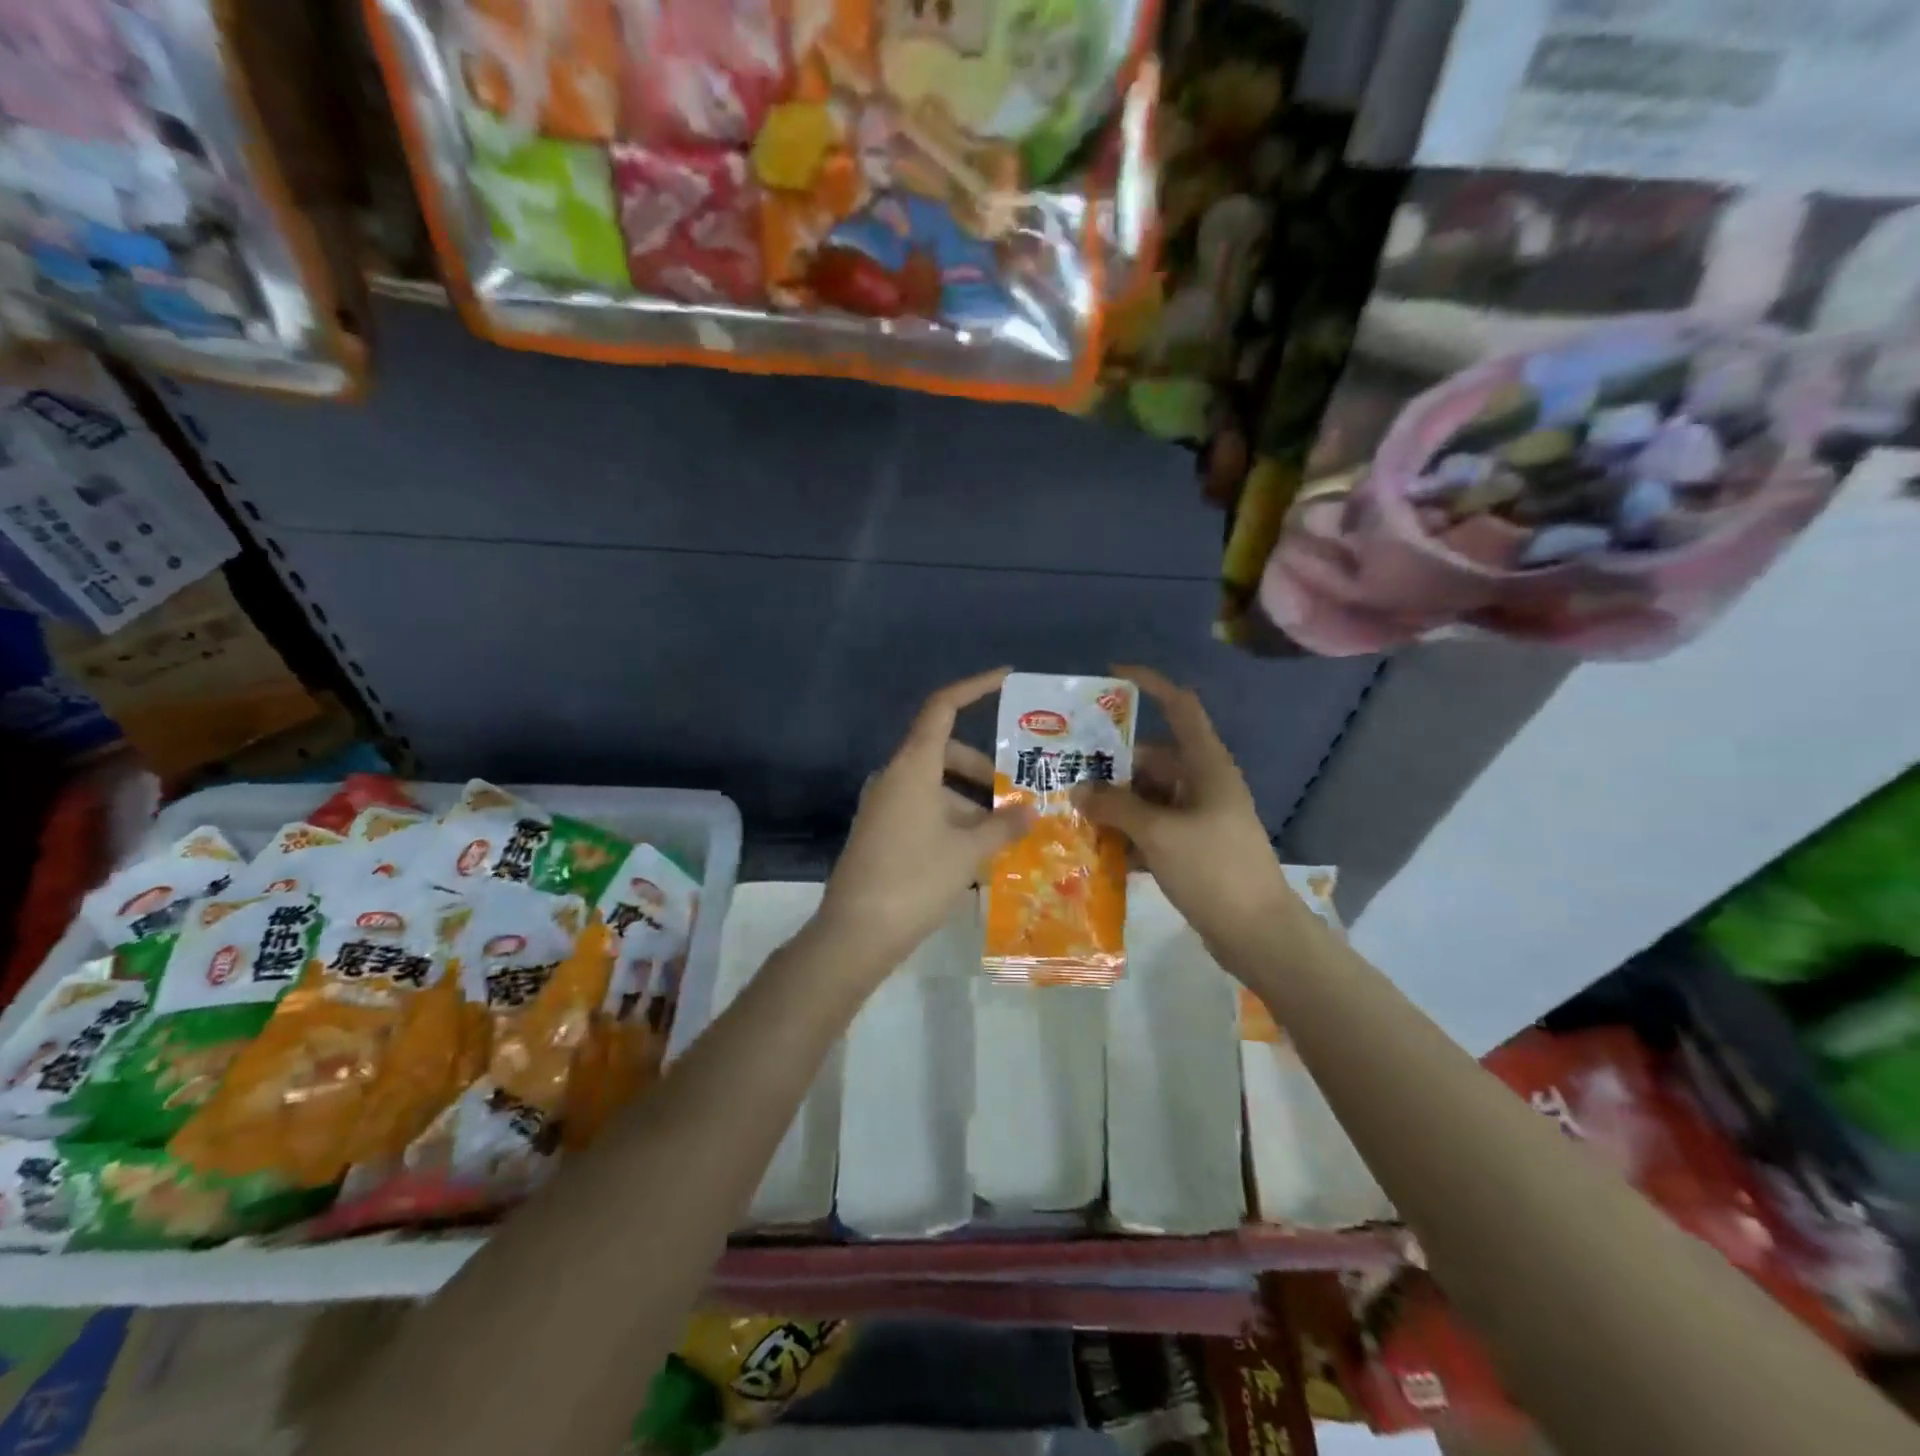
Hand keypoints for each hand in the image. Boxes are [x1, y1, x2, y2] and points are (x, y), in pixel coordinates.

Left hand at [816, 669, 1033, 979]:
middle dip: (983, 769)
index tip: (1006, 677)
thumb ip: (1004, 826)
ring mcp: (885, 807)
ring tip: (1008, 831)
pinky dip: (953, 820)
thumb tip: (1031, 810)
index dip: (973, 688)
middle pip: (944, 752)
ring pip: (937, 787)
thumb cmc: (915, 879)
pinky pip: (925, 811)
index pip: (942, 709)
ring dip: (971, 802)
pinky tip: (980, 853)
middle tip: (1018, 793)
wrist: (856, 934)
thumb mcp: (968, 851)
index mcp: (913, 768)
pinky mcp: (882, 833)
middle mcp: (895, 778)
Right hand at [1072, 665, 1297, 945]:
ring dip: (1115, 803)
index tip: (1111, 674)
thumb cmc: (1213, 869)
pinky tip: (1094, 846)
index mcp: (1206, 765)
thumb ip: (1115, 807)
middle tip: (1066, 769)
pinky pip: (1152, 827)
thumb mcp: (1159, 833)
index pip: (1180, 707)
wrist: (1257, 934)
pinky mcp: (1192, 847)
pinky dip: (1127, 833)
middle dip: (1111, 765)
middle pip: (1152, 759)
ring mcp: (1198, 817)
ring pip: (1148, 796)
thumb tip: (1080, 790)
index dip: (1150, 684)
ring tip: (1071, 810)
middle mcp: (1202, 783)